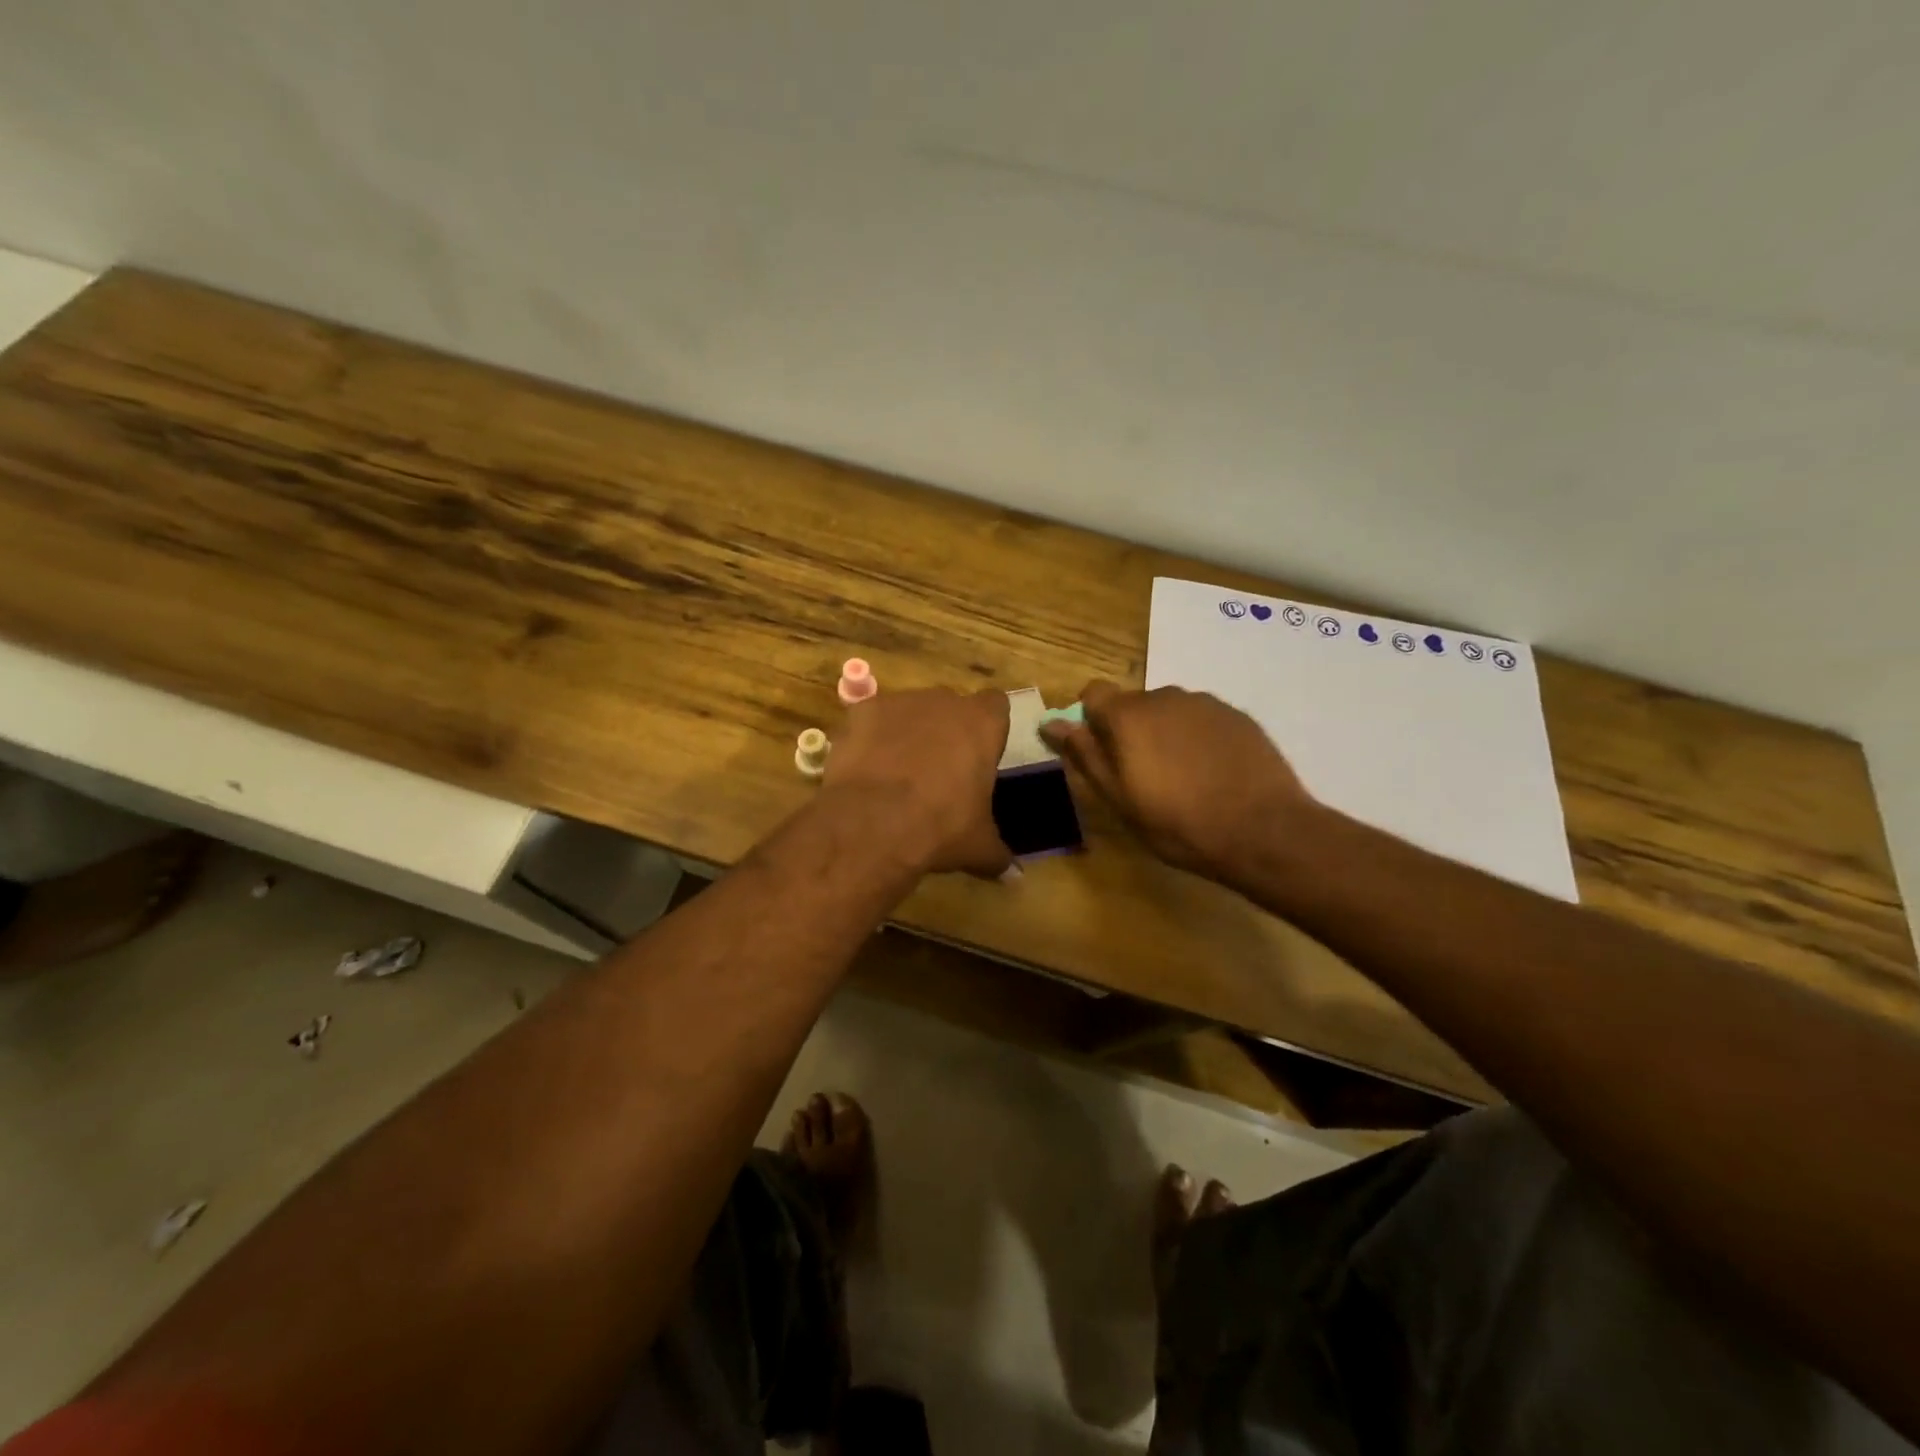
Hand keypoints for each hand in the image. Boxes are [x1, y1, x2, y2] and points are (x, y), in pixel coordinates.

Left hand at [820, 687, 1012, 878]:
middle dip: (946, 731)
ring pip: (909, 711)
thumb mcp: (978, 846)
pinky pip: (871, 720)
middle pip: (950, 707)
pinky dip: (870, 738)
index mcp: (982, 724)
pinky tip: (866, 769)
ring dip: (907, 733)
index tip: (980, 754)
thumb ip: (998, 854)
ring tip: (896, 773)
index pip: (996, 706)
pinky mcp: (861, 711)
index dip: (988, 728)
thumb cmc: (941, 827)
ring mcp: (899, 702)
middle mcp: (944, 701)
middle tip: (939, 771)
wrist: (874, 823)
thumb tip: (1014, 876)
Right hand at [1041, 681, 1313, 880]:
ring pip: (1169, 711)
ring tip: (1183, 777)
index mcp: (1128, 715)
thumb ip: (1085, 755)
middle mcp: (1164, 696)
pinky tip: (1212, 773)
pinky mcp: (1237, 715)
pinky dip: (1197, 738)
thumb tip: (1051, 723)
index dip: (1091, 719)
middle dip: (1129, 730)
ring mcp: (1205, 703)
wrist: (1263, 830)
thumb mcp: (1119, 798)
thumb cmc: (1178, 822)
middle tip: (1143, 775)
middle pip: (1133, 703)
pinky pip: (1202, 719)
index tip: (1101, 752)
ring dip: (1165, 733)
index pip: (1093, 692)